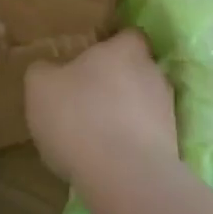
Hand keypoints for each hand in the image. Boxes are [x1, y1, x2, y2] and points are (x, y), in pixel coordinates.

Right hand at [25, 28, 180, 188]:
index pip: (128, 36)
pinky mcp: (171, 147)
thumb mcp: (41, 87)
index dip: (111, 46)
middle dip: (116, 82)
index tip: (90, 60)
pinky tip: (108, 160)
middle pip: (137, 70)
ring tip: (96, 135)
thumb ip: (44, 71)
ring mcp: (167, 112)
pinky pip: (147, 137)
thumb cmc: (80, 117)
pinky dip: (131, 144)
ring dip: (125, 115)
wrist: (125, 177)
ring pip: (144, 105)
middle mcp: (153, 74)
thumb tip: (48, 69)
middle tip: (87, 98)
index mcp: (126, 49)